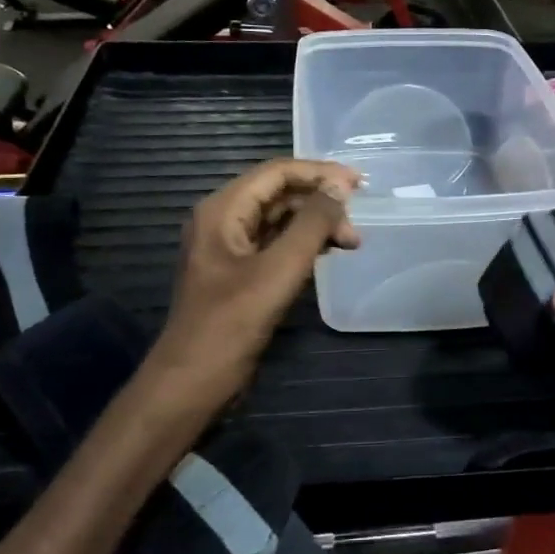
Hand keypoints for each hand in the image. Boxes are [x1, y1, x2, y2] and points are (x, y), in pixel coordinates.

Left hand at [151, 159, 360, 408]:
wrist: (193, 381)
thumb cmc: (232, 323)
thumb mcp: (278, 270)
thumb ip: (311, 224)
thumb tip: (340, 186)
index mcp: (222, 210)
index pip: (276, 172)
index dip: (320, 173)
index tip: (360, 184)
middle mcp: (222, 220)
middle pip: (278, 193)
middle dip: (320, 202)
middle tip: (357, 225)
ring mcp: (229, 248)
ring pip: (279, 220)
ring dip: (315, 225)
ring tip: (351, 242)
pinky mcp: (238, 273)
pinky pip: (275, 244)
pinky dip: (303, 245)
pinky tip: (328, 254)